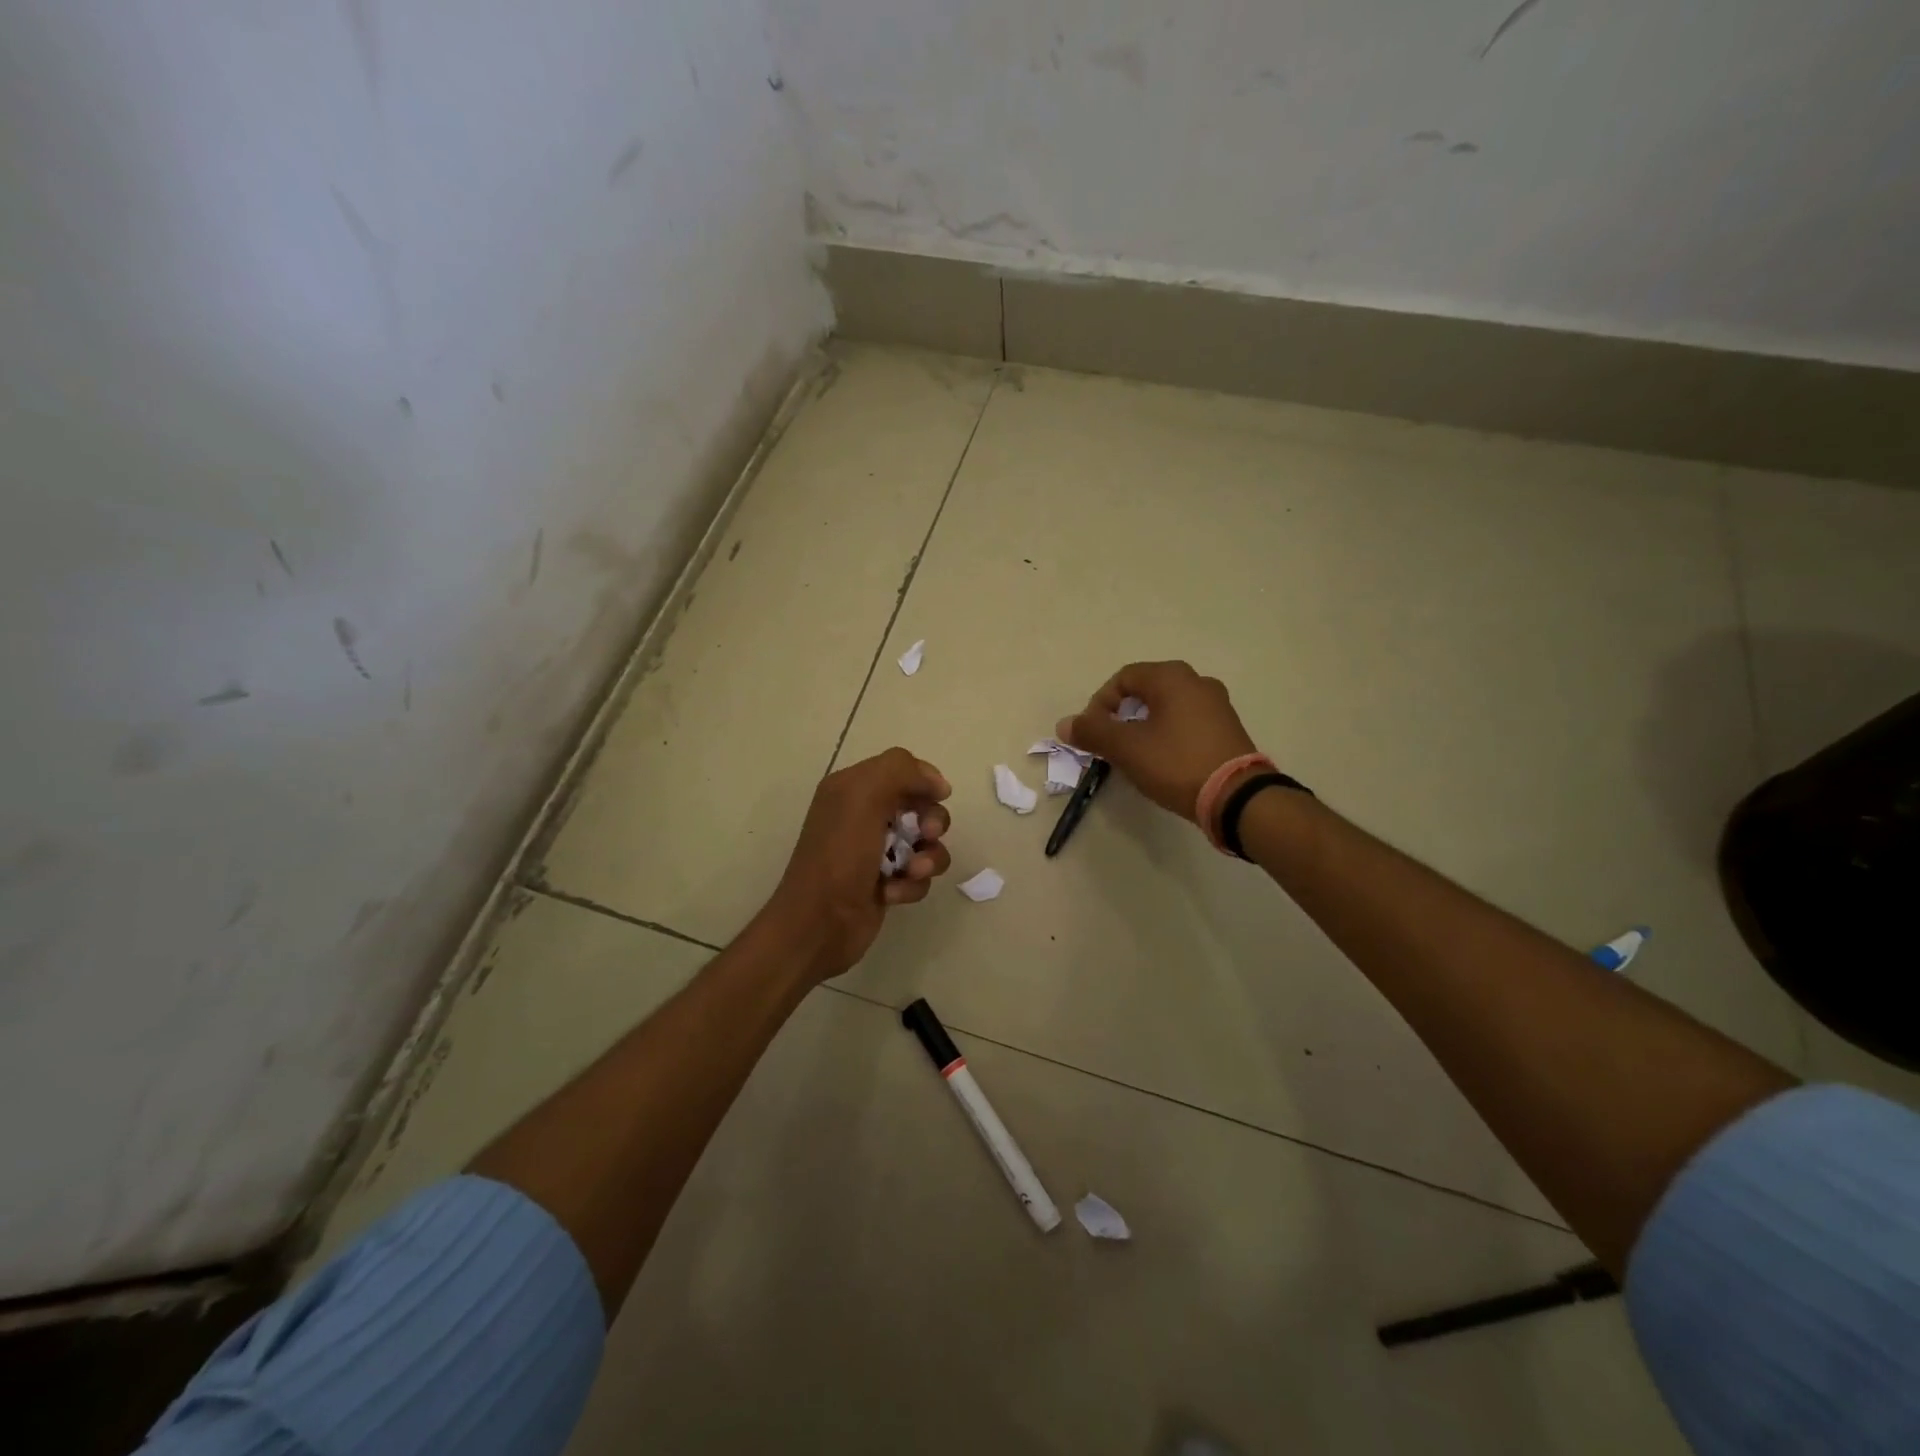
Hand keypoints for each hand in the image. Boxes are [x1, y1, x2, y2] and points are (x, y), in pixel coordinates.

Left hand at [762, 747, 952, 981]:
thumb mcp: (863, 796)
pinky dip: (911, 884)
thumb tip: (938, 783)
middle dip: (932, 821)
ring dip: (927, 858)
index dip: (924, 781)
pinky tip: (891, 894)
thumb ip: (901, 771)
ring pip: (926, 844)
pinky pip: (918, 876)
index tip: (937, 797)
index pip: (902, 769)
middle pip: (921, 806)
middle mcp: (864, 815)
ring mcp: (877, 852)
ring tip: (911, 872)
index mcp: (852, 788)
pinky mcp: (887, 883)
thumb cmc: (839, 855)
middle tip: (926, 835)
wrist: (819, 924)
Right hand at [1057, 661, 1257, 823]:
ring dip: (1143, 726)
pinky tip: (1162, 761)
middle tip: (1111, 743)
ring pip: (1166, 708)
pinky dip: (1167, 735)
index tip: (1093, 733)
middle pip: (1145, 691)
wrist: (1236, 797)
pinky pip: (1186, 722)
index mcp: (1172, 678)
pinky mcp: (1227, 728)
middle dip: (1121, 716)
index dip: (1100, 703)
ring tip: (1134, 755)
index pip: (1123, 678)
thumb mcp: (1126, 748)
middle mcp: (1197, 682)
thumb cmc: (1176, 763)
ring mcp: (1217, 705)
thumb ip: (1092, 732)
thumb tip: (1064, 723)